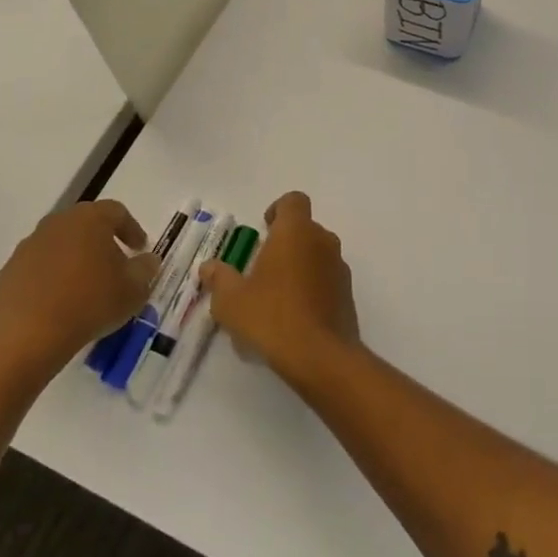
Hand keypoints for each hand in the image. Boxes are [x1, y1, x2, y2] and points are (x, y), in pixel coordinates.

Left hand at [0, 201, 159, 388]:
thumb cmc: (90, 302)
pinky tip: (61, 306)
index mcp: (89, 218)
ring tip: (87, 291)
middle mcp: (57, 223)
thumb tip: (147, 260)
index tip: (140, 250)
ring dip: (76, 262)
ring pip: (60, 246)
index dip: (132, 229)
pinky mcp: (8, 272)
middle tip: (115, 268)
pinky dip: (53, 280)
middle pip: (85, 226)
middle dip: (102, 244)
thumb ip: (145, 269)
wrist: (25, 335)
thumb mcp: (134, 289)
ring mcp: (28, 247)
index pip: (117, 212)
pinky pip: (39, 269)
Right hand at [202, 192, 358, 381]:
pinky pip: (326, 279)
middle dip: (285, 242)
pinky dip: (312, 287)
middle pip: (305, 228)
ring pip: (317, 254)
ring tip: (276, 296)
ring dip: (299, 265)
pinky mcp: (348, 293)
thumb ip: (219, 278)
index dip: (278, 210)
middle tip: (262, 268)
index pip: (293, 200)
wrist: (320, 356)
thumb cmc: (271, 317)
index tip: (263, 229)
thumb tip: (209, 266)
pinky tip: (294, 316)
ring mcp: (339, 267)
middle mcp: (322, 241)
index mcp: (296, 232)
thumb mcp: (231, 300)